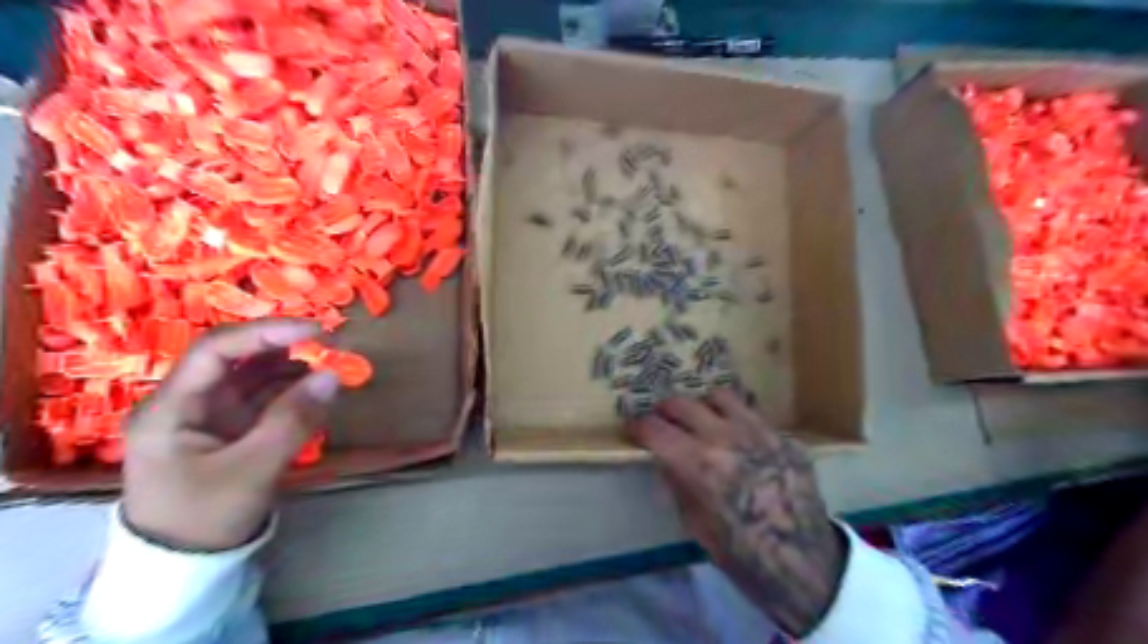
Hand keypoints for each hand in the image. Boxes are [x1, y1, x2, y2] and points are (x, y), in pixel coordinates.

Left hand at [125, 319, 341, 549]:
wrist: (183, 567)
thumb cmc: (204, 517)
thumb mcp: (252, 470)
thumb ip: (293, 421)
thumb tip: (332, 376)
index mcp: (172, 407)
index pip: (217, 350)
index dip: (266, 333)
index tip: (315, 331)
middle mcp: (188, 402)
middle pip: (237, 359)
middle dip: (283, 347)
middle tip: (330, 346)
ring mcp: (210, 416)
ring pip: (253, 377)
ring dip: (292, 368)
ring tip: (331, 365)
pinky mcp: (231, 429)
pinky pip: (264, 399)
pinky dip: (292, 391)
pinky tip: (317, 390)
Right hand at [626, 389, 841, 636]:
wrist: (804, 565)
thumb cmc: (741, 555)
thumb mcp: (694, 524)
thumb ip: (677, 482)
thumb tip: (664, 458)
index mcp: (697, 464)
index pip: (654, 428)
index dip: (637, 426)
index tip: (634, 429)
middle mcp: (725, 437)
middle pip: (681, 403)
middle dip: (665, 411)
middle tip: (663, 422)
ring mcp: (758, 431)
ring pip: (718, 396)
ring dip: (702, 406)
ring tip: (702, 421)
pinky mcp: (783, 436)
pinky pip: (752, 413)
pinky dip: (735, 420)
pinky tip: (739, 439)